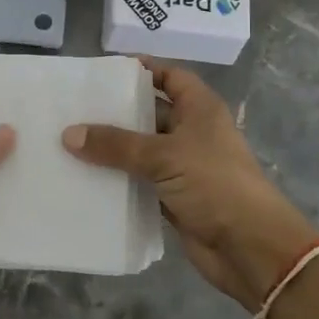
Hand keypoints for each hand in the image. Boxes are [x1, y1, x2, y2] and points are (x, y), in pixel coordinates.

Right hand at [64, 61, 318, 310]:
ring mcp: (183, 167)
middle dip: (117, 111)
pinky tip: (85, 178)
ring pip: (142, 150)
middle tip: (75, 108)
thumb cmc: (214, 184)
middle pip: (151, 113)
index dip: (143, 70)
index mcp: (200, 109)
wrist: (250, 248)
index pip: (170, 77)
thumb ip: (116, 144)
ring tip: (69, 141)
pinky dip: (118, 180)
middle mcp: (192, 133)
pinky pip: (140, 182)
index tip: (104, 72)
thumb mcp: (164, 156)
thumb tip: (69, 134)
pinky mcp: (174, 198)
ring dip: (113, 149)